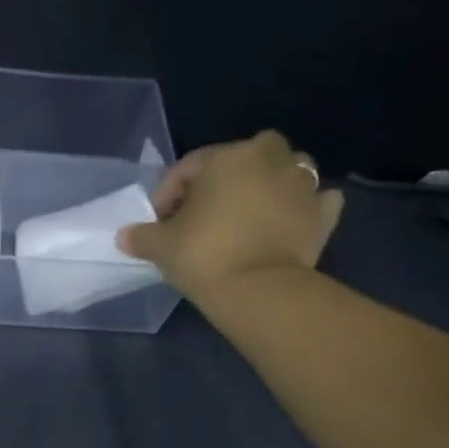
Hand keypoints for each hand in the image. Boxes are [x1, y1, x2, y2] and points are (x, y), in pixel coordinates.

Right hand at [117, 131, 344, 301]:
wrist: (259, 290)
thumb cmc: (204, 255)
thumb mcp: (160, 246)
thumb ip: (141, 236)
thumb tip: (124, 236)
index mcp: (227, 157)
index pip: (189, 167)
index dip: (168, 195)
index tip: (159, 224)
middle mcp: (270, 159)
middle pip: (244, 158)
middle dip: (224, 180)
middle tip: (205, 214)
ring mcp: (304, 184)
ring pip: (285, 172)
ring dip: (268, 186)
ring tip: (247, 216)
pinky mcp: (324, 214)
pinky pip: (315, 202)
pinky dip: (303, 208)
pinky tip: (288, 223)